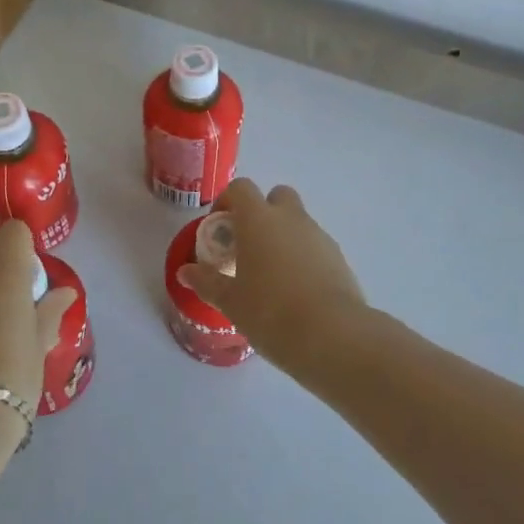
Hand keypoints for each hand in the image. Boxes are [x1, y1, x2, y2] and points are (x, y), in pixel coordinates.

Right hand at [179, 178, 366, 370]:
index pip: (241, 188)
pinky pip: (315, 245)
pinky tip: (297, 291)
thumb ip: (207, 282)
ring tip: (273, 275)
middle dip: (263, 212)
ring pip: (298, 221)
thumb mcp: (230, 301)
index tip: (221, 228)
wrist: (332, 335)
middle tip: (250, 244)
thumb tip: (185, 272)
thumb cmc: (270, 312)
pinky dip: (304, 257)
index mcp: (258, 219)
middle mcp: (290, 218)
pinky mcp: (339, 257)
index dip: (228, 201)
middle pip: (277, 196)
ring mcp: (318, 235)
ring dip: (284, 236)